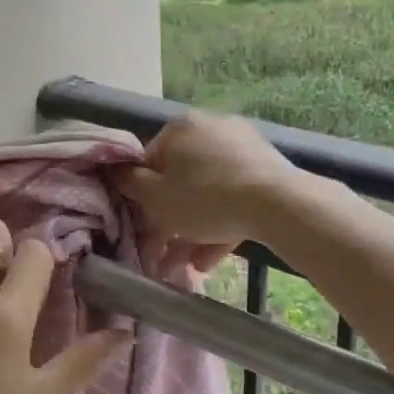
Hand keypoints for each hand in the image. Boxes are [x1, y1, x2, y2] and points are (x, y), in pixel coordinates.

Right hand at [117, 113, 301, 264]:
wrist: (276, 203)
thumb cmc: (204, 198)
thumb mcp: (156, 198)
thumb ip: (130, 184)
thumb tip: (116, 171)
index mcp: (179, 128)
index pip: (149, 162)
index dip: (142, 198)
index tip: (144, 227)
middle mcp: (210, 128)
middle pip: (181, 179)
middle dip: (171, 220)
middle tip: (166, 252)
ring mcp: (242, 146)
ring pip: (209, 192)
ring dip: (195, 229)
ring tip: (189, 265)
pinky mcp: (266, 167)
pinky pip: (234, 196)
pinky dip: (221, 224)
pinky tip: (212, 259)